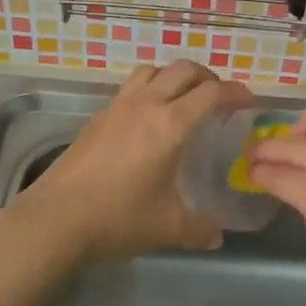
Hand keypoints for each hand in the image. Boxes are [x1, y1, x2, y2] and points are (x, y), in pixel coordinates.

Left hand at [17, 60, 253, 261]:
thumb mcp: (168, 228)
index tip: (248, 101)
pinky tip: (148, 120)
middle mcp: (146, 104)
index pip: (212, 92)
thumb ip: (200, 229)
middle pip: (183, 69)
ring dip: (174, 76)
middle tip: (218, 98)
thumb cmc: (119, 218)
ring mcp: (118, 106)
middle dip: (207, 77)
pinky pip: (131, 87)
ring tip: (183, 100)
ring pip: (153, 70)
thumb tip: (217, 235)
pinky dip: (149, 89)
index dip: (235, 92)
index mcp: (171, 124)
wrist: (57, 218)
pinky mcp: (98, 116)